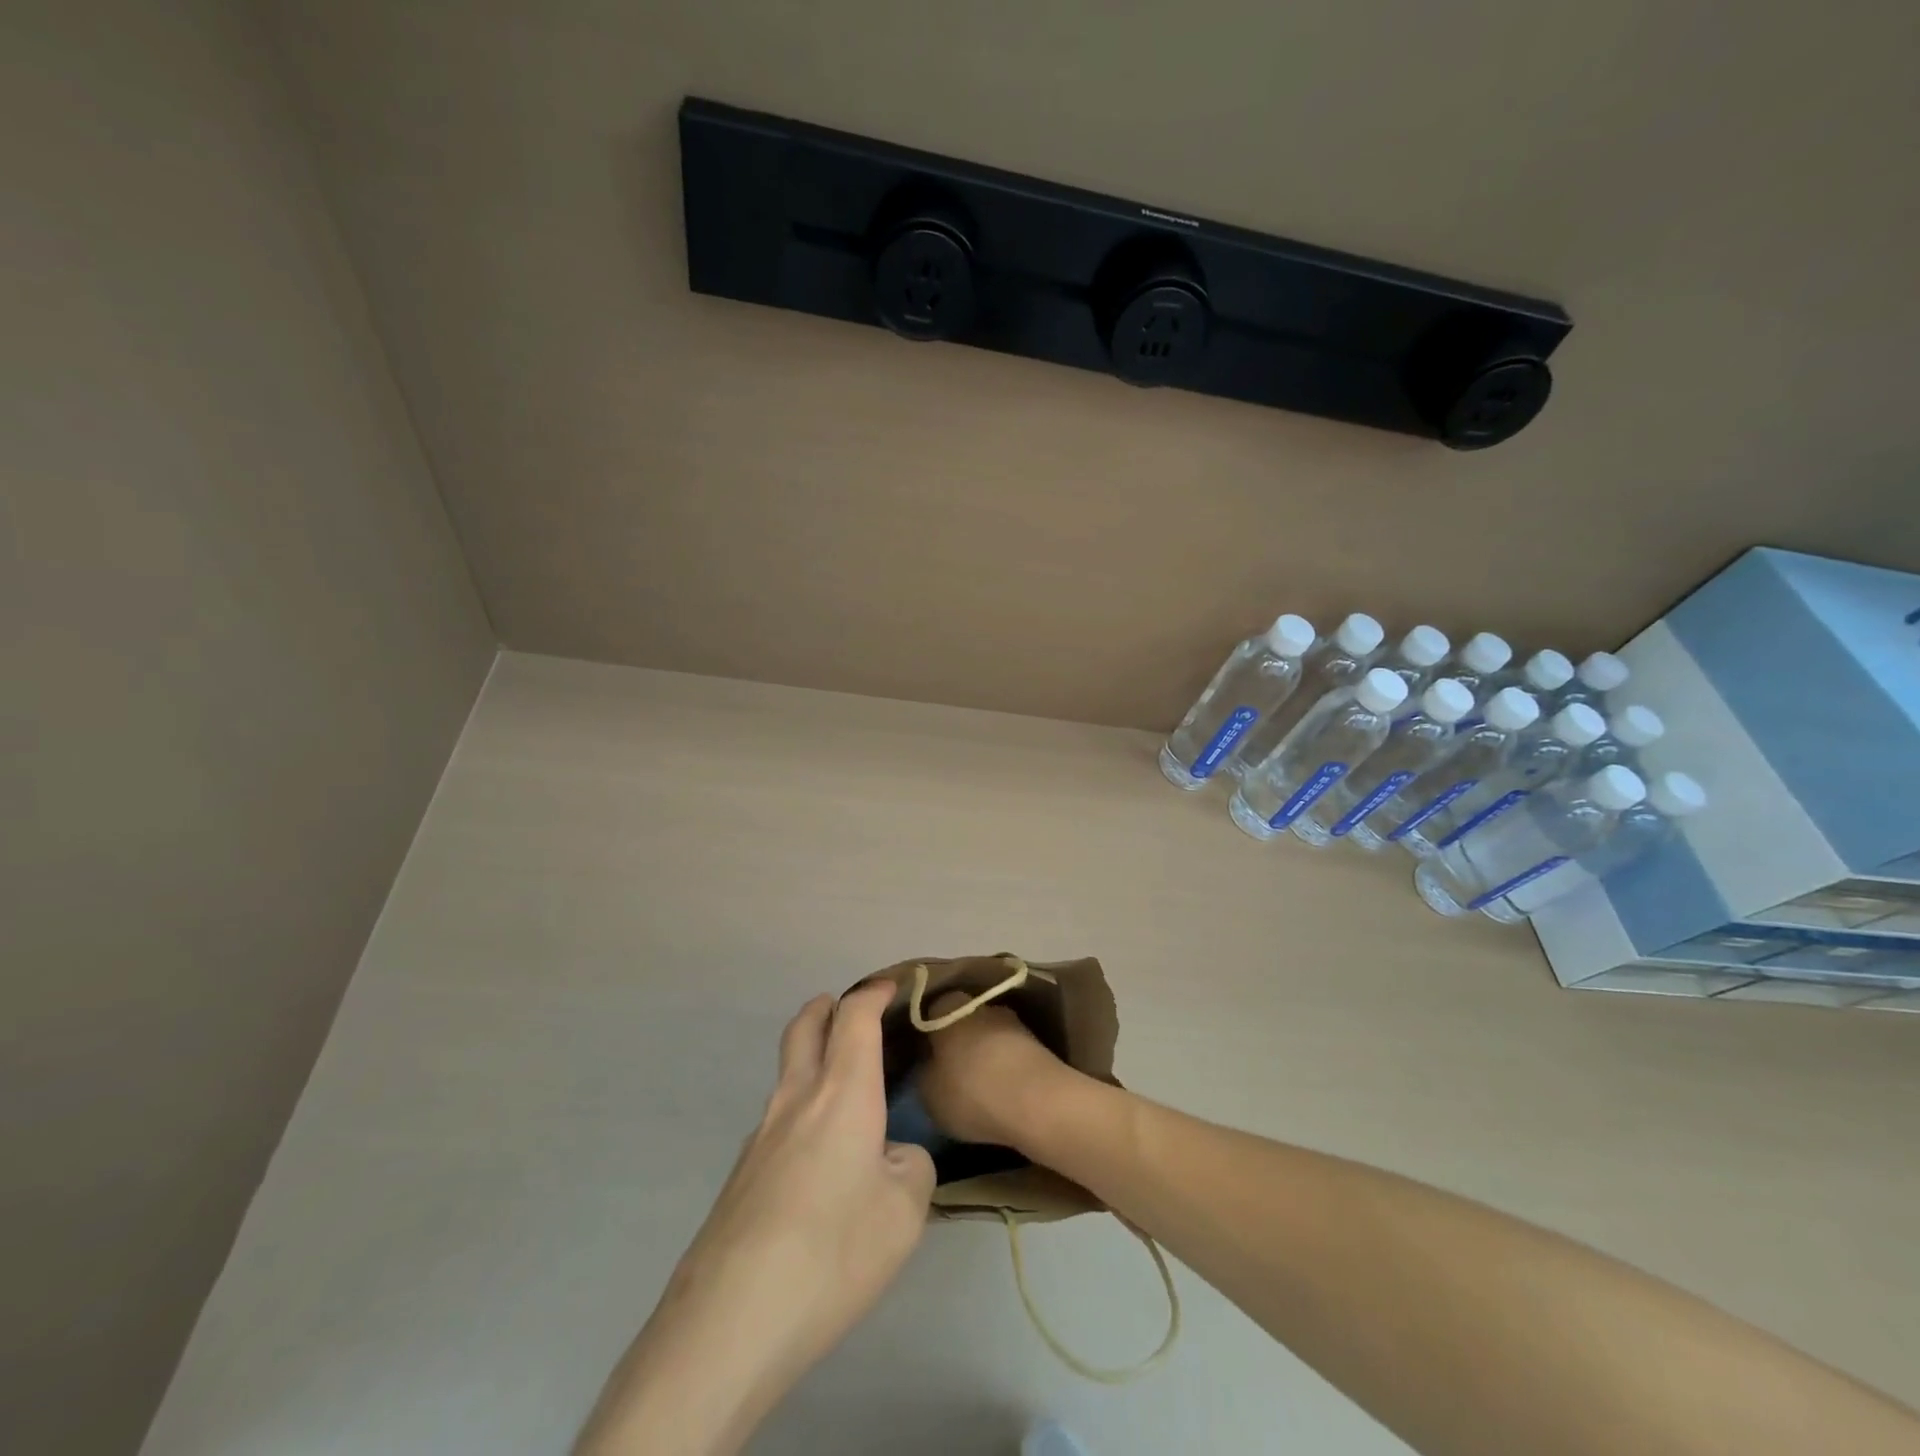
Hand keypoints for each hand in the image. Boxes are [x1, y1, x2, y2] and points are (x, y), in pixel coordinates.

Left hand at [575, 983, 934, 1455]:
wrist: (731, 1319)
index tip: (891, 989)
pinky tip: (818, 1164)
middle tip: (846, 1009)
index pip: (854, 1018)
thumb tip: (892, 1157)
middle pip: (803, 1028)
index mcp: (842, 1093)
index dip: (873, 994)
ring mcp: (760, 1137)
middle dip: (825, 1008)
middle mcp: (796, 1100)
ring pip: (787, 1075)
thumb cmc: (834, 1251)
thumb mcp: (905, 1213)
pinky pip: (778, 1122)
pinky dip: (801, 1113)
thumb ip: (910, 1168)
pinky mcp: (741, 1175)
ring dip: (811, 1061)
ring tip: (844, 1095)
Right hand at [916, 992, 1074, 1151]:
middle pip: (961, 1022)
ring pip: (988, 1036)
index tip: (921, 1057)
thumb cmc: (970, 1091)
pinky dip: (1004, 1067)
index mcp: (947, 1006)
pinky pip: (1009, 1053)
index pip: (929, 1013)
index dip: (924, 1036)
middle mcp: (980, 1004)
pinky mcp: (1037, 1042)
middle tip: (947, 1072)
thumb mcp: (928, 1092)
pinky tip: (1000, 1091)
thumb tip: (930, 1066)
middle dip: (956, 1043)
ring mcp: (1012, 1020)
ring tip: (976, 1087)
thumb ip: (925, 1073)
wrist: (1037, 1101)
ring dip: (983, 1055)